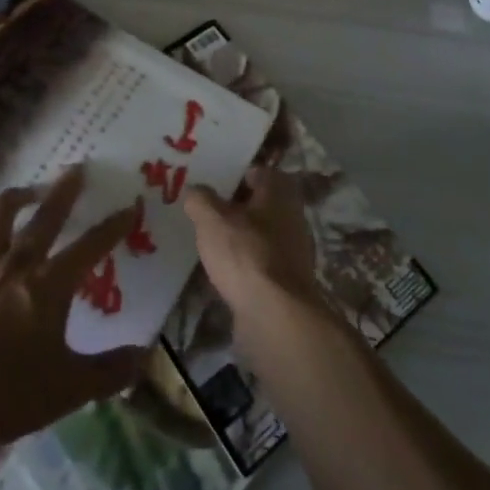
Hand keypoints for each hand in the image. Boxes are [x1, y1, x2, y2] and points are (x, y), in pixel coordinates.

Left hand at [0, 166, 146, 441]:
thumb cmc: (17, 394)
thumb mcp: (72, 387)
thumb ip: (111, 370)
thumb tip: (143, 357)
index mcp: (50, 284)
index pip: (91, 245)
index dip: (113, 226)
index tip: (130, 207)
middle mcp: (18, 264)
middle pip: (45, 214)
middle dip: (65, 189)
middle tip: (76, 168)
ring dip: (16, 199)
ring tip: (28, 193)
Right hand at [183, 166, 321, 329]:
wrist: (276, 316)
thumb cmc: (245, 254)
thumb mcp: (211, 219)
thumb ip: (201, 199)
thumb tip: (196, 191)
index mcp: (279, 192)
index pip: (258, 173)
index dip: (236, 176)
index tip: (213, 184)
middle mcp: (293, 217)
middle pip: (261, 205)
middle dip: (236, 209)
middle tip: (208, 214)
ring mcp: (294, 252)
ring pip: (262, 236)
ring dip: (241, 239)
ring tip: (212, 244)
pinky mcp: (288, 283)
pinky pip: (262, 264)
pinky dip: (246, 266)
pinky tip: (225, 274)